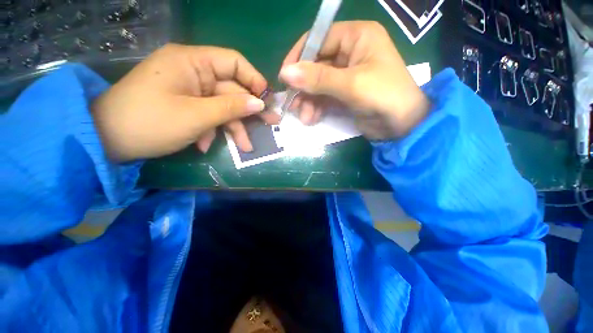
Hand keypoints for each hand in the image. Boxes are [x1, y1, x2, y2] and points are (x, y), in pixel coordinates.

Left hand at [92, 44, 278, 161]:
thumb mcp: (196, 116)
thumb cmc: (150, 123)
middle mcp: (193, 72)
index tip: (268, 101)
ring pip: (222, 106)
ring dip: (233, 127)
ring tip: (245, 147)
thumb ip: (231, 108)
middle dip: (249, 111)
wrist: (107, 140)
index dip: (254, 80)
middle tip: (271, 125)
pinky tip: (207, 145)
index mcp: (192, 62)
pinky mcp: (186, 105)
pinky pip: (208, 115)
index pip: (233, 62)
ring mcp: (190, 90)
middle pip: (231, 89)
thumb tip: (260, 104)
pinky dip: (212, 130)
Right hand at [279, 21, 429, 139]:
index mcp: (356, 37)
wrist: (401, 126)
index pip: (318, 39)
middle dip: (303, 87)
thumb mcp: (351, 85)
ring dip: (308, 101)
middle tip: (292, 104)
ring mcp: (346, 75)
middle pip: (316, 65)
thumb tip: (285, 73)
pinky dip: (316, 108)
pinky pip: (323, 97)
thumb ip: (318, 79)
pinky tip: (312, 119)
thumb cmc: (384, 96)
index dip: (299, 57)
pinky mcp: (344, 94)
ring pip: (318, 85)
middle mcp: (350, 53)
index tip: (284, 77)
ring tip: (304, 117)